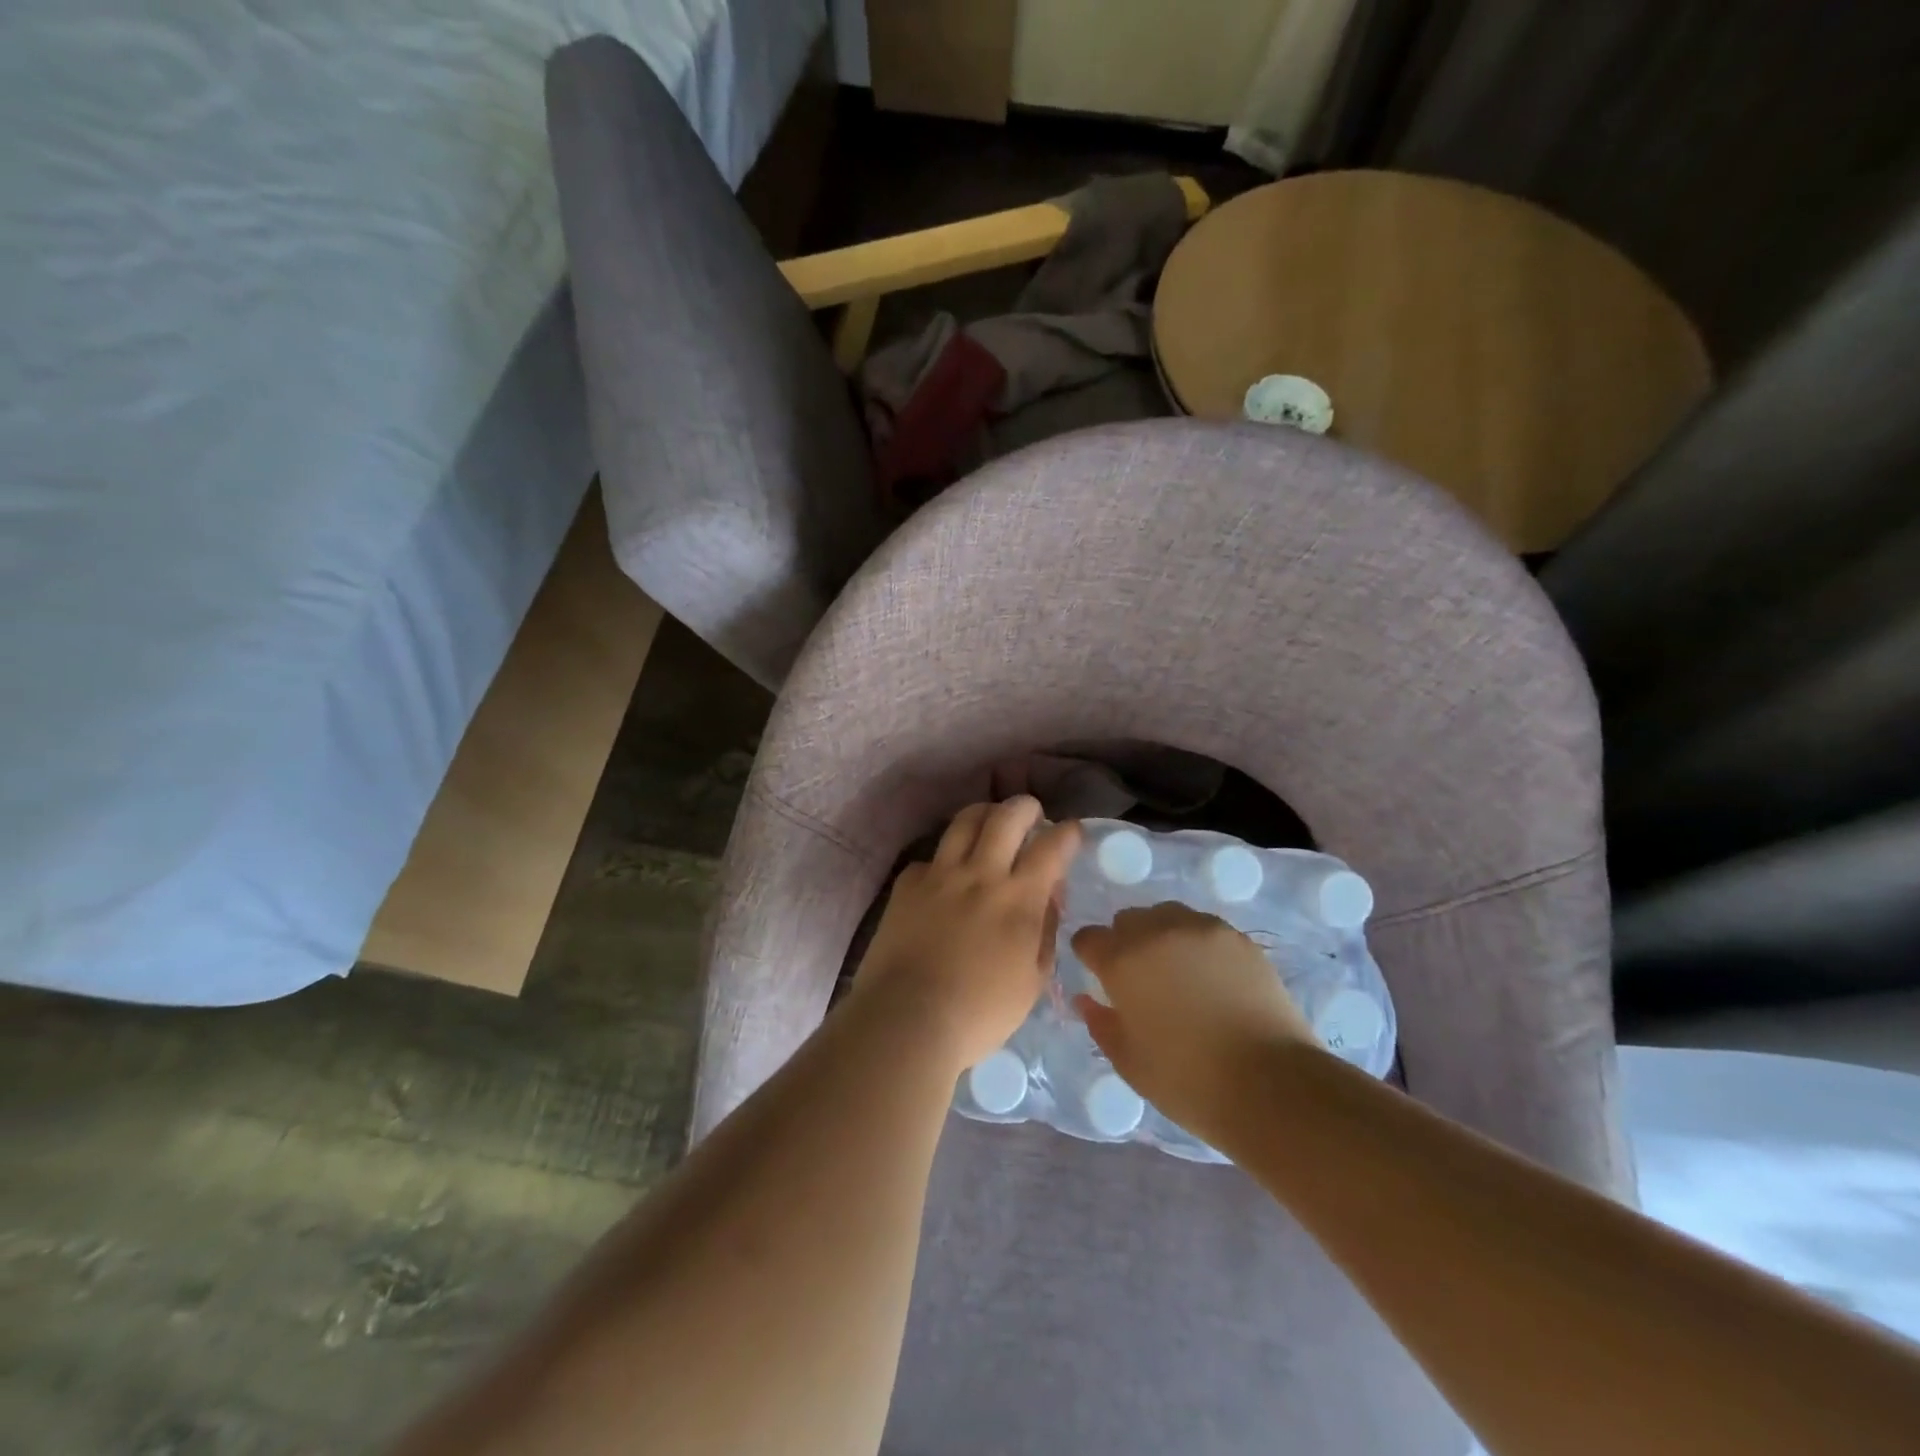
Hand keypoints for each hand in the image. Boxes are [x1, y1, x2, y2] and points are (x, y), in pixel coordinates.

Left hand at [851, 798, 1081, 1071]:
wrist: (908, 1019)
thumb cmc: (980, 1013)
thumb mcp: (1032, 981)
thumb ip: (1045, 932)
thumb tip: (1048, 898)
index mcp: (1019, 899)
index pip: (1052, 846)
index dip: (1068, 832)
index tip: (1071, 832)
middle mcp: (982, 874)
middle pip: (1007, 816)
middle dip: (1025, 806)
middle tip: (1031, 813)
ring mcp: (941, 874)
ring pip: (966, 821)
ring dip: (985, 814)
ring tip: (990, 822)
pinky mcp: (908, 883)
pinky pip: (931, 856)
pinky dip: (946, 858)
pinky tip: (947, 875)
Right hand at [1071, 904, 1315, 1146]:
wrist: (1271, 1085)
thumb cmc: (1188, 1081)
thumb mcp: (1129, 1061)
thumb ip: (1100, 1023)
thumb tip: (1087, 1000)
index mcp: (1122, 961)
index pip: (1088, 938)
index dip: (1089, 956)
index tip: (1099, 976)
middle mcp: (1157, 932)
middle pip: (1127, 920)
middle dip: (1124, 942)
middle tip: (1139, 978)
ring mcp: (1201, 929)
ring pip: (1166, 915)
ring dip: (1160, 935)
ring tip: (1175, 971)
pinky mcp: (1238, 938)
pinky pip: (1203, 927)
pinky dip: (1196, 943)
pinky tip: (1210, 976)